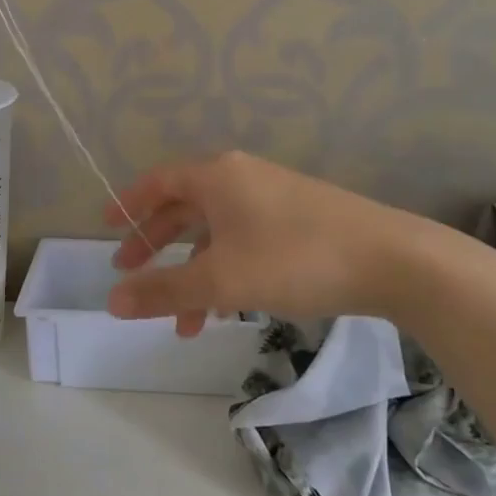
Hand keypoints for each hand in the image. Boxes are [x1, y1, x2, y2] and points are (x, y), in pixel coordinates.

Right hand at [105, 151, 414, 332]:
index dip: (128, 204)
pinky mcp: (297, 219)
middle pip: (183, 207)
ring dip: (192, 271)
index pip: (158, 182)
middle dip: (154, 243)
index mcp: (216, 176)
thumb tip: (111, 302)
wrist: (390, 259)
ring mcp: (272, 196)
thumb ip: (163, 291)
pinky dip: (224, 270)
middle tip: (129, 272)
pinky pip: (243, 240)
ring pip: (215, 231)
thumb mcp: (220, 279)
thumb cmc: (294, 259)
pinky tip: (224, 308)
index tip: (105, 227)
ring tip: (180, 320)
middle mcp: (241, 177)